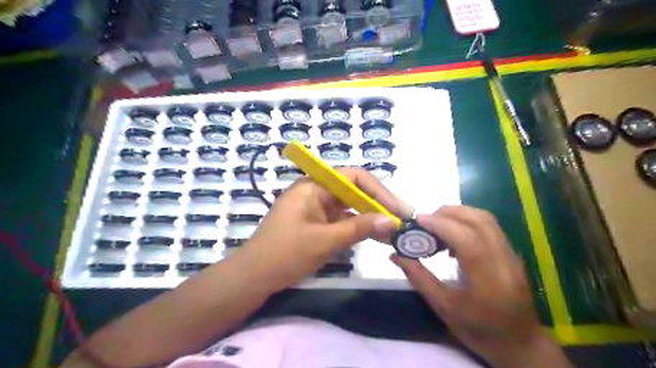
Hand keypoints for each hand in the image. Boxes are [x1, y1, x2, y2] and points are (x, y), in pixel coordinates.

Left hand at [235, 168, 401, 291]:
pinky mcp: (317, 222)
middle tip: (402, 220)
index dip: (378, 191)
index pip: (353, 177)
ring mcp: (316, 207)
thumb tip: (391, 221)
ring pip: (350, 207)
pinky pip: (342, 220)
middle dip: (378, 205)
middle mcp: (316, 191)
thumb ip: (358, 229)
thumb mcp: (323, 241)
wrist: (254, 276)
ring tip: (394, 231)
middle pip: (354, 191)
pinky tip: (375, 237)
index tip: (397, 209)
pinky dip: (358, 228)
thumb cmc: (284, 254)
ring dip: (370, 218)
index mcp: (313, 186)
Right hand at [392, 206, 571, 366]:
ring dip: (458, 213)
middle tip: (425, 221)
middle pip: (479, 221)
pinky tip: (453, 234)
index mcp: (489, 281)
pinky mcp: (511, 252)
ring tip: (437, 224)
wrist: (521, 343)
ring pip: (486, 219)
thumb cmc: (480, 331)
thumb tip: (396, 255)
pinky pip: (489, 226)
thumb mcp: (444, 308)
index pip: (467, 240)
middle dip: (448, 213)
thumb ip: (419, 278)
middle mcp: (505, 262)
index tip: (418, 219)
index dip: (441, 225)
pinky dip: (467, 221)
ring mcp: (512, 255)